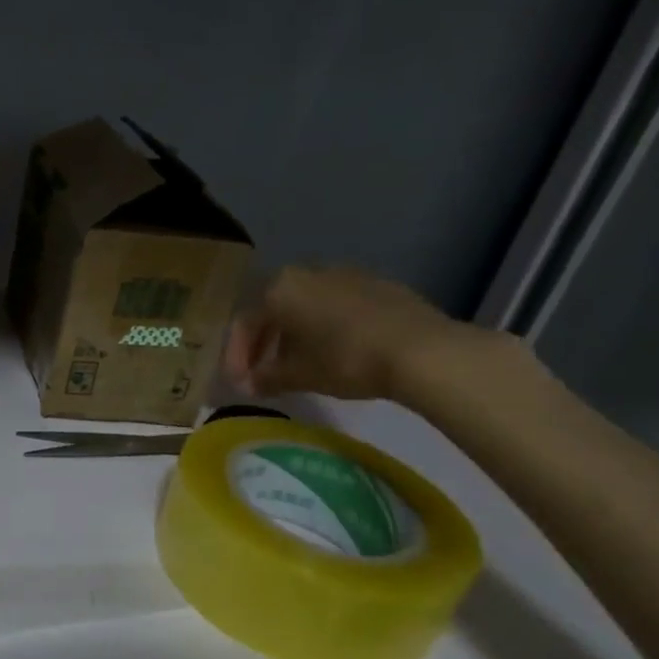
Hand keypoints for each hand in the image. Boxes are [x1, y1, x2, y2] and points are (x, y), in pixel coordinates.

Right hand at [226, 264, 497, 402]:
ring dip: (295, 335)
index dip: (237, 356)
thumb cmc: (345, 359)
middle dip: (264, 344)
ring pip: (307, 306)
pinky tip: (336, 352)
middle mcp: (307, 272)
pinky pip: (338, 306)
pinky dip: (326, 328)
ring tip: (300, 365)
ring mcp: (346, 275)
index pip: (245, 323)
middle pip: (274, 310)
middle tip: (263, 373)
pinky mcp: (378, 285)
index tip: (240, 384)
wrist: (422, 350)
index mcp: (279, 288)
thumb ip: (266, 378)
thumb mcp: (298, 375)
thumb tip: (247, 385)